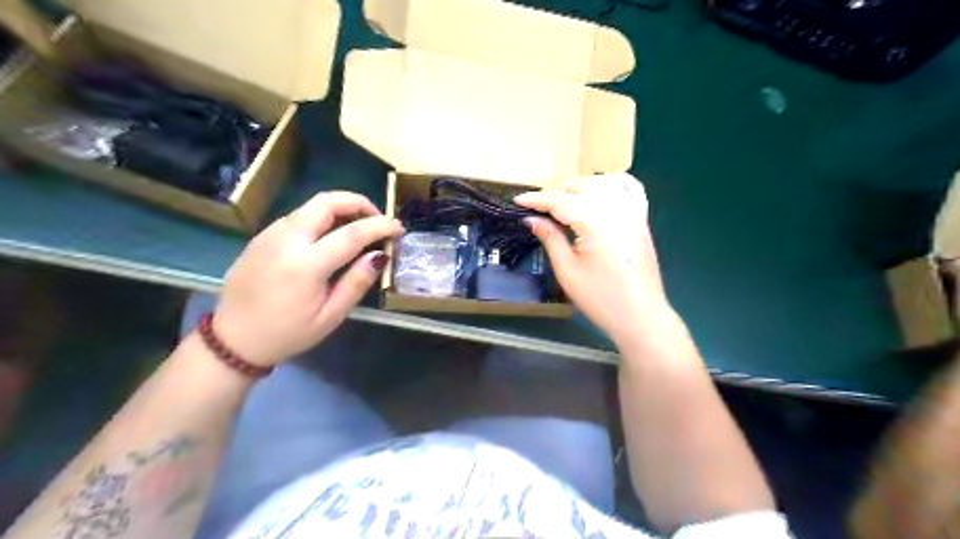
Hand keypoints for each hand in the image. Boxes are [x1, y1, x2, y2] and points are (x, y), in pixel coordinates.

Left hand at [211, 190, 402, 364]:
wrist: (232, 340)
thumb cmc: (287, 334)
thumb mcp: (330, 317)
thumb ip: (356, 283)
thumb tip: (379, 256)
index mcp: (305, 265)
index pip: (352, 233)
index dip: (380, 226)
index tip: (398, 228)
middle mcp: (286, 240)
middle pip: (326, 202)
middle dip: (358, 202)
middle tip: (376, 219)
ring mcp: (270, 234)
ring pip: (310, 205)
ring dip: (339, 208)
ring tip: (357, 227)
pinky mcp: (261, 237)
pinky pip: (297, 216)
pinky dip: (321, 217)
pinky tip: (329, 237)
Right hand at [517, 174, 669, 342]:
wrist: (640, 315)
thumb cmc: (600, 298)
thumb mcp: (567, 270)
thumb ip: (550, 238)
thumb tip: (531, 219)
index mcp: (594, 222)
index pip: (560, 200)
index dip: (536, 199)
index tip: (517, 200)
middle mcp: (615, 209)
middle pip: (580, 186)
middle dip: (556, 190)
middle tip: (536, 207)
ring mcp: (632, 211)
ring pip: (602, 181)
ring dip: (579, 185)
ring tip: (562, 198)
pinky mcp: (641, 218)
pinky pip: (629, 187)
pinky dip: (611, 182)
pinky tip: (598, 190)